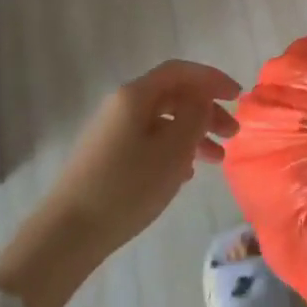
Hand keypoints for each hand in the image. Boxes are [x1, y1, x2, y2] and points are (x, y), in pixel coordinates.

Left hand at [46, 59, 241, 249]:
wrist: (67, 234)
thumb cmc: (127, 187)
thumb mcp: (172, 151)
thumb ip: (194, 116)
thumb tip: (201, 97)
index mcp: (135, 95)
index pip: (180, 71)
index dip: (212, 79)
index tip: (238, 96)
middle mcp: (121, 106)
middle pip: (173, 96)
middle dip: (206, 110)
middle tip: (232, 134)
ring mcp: (112, 132)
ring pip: (162, 121)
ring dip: (193, 134)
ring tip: (217, 159)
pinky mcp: (107, 157)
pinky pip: (149, 141)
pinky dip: (173, 150)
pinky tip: (186, 174)